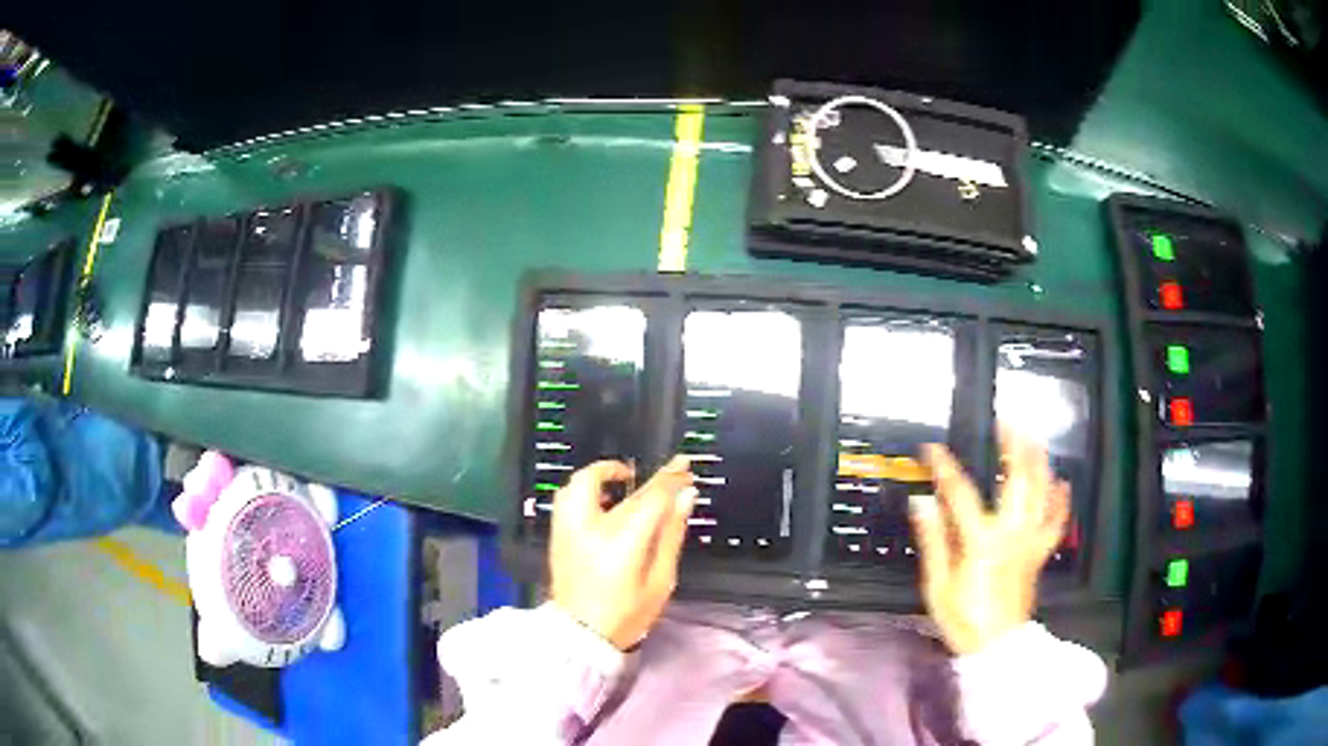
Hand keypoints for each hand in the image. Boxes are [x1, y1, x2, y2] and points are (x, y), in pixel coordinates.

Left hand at [549, 456, 697, 649]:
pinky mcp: (557, 535)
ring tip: (626, 480)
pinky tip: (603, 500)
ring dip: (606, 474)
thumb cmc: (627, 614)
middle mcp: (590, 527)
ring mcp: (568, 529)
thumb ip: (671, 535)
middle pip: (620, 488)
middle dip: (647, 476)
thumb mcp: (660, 581)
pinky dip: (586, 488)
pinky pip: (567, 497)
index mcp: (621, 541)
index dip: (671, 478)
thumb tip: (685, 498)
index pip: (650, 497)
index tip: (686, 466)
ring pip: (581, 483)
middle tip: (666, 473)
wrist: (581, 636)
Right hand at [911, 432, 1069, 655]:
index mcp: (981, 541)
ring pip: (1041, 493)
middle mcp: (1011, 533)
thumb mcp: (937, 585)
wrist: (996, 646)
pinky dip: (1061, 500)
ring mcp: (1030, 541)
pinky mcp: (1040, 552)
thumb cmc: (963, 617)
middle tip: (1007, 423)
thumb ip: (933, 540)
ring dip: (1039, 462)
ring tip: (1034, 438)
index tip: (933, 449)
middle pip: (1018, 480)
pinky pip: (1056, 521)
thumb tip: (922, 502)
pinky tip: (1062, 482)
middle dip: (1013, 447)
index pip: (960, 494)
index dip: (945, 468)